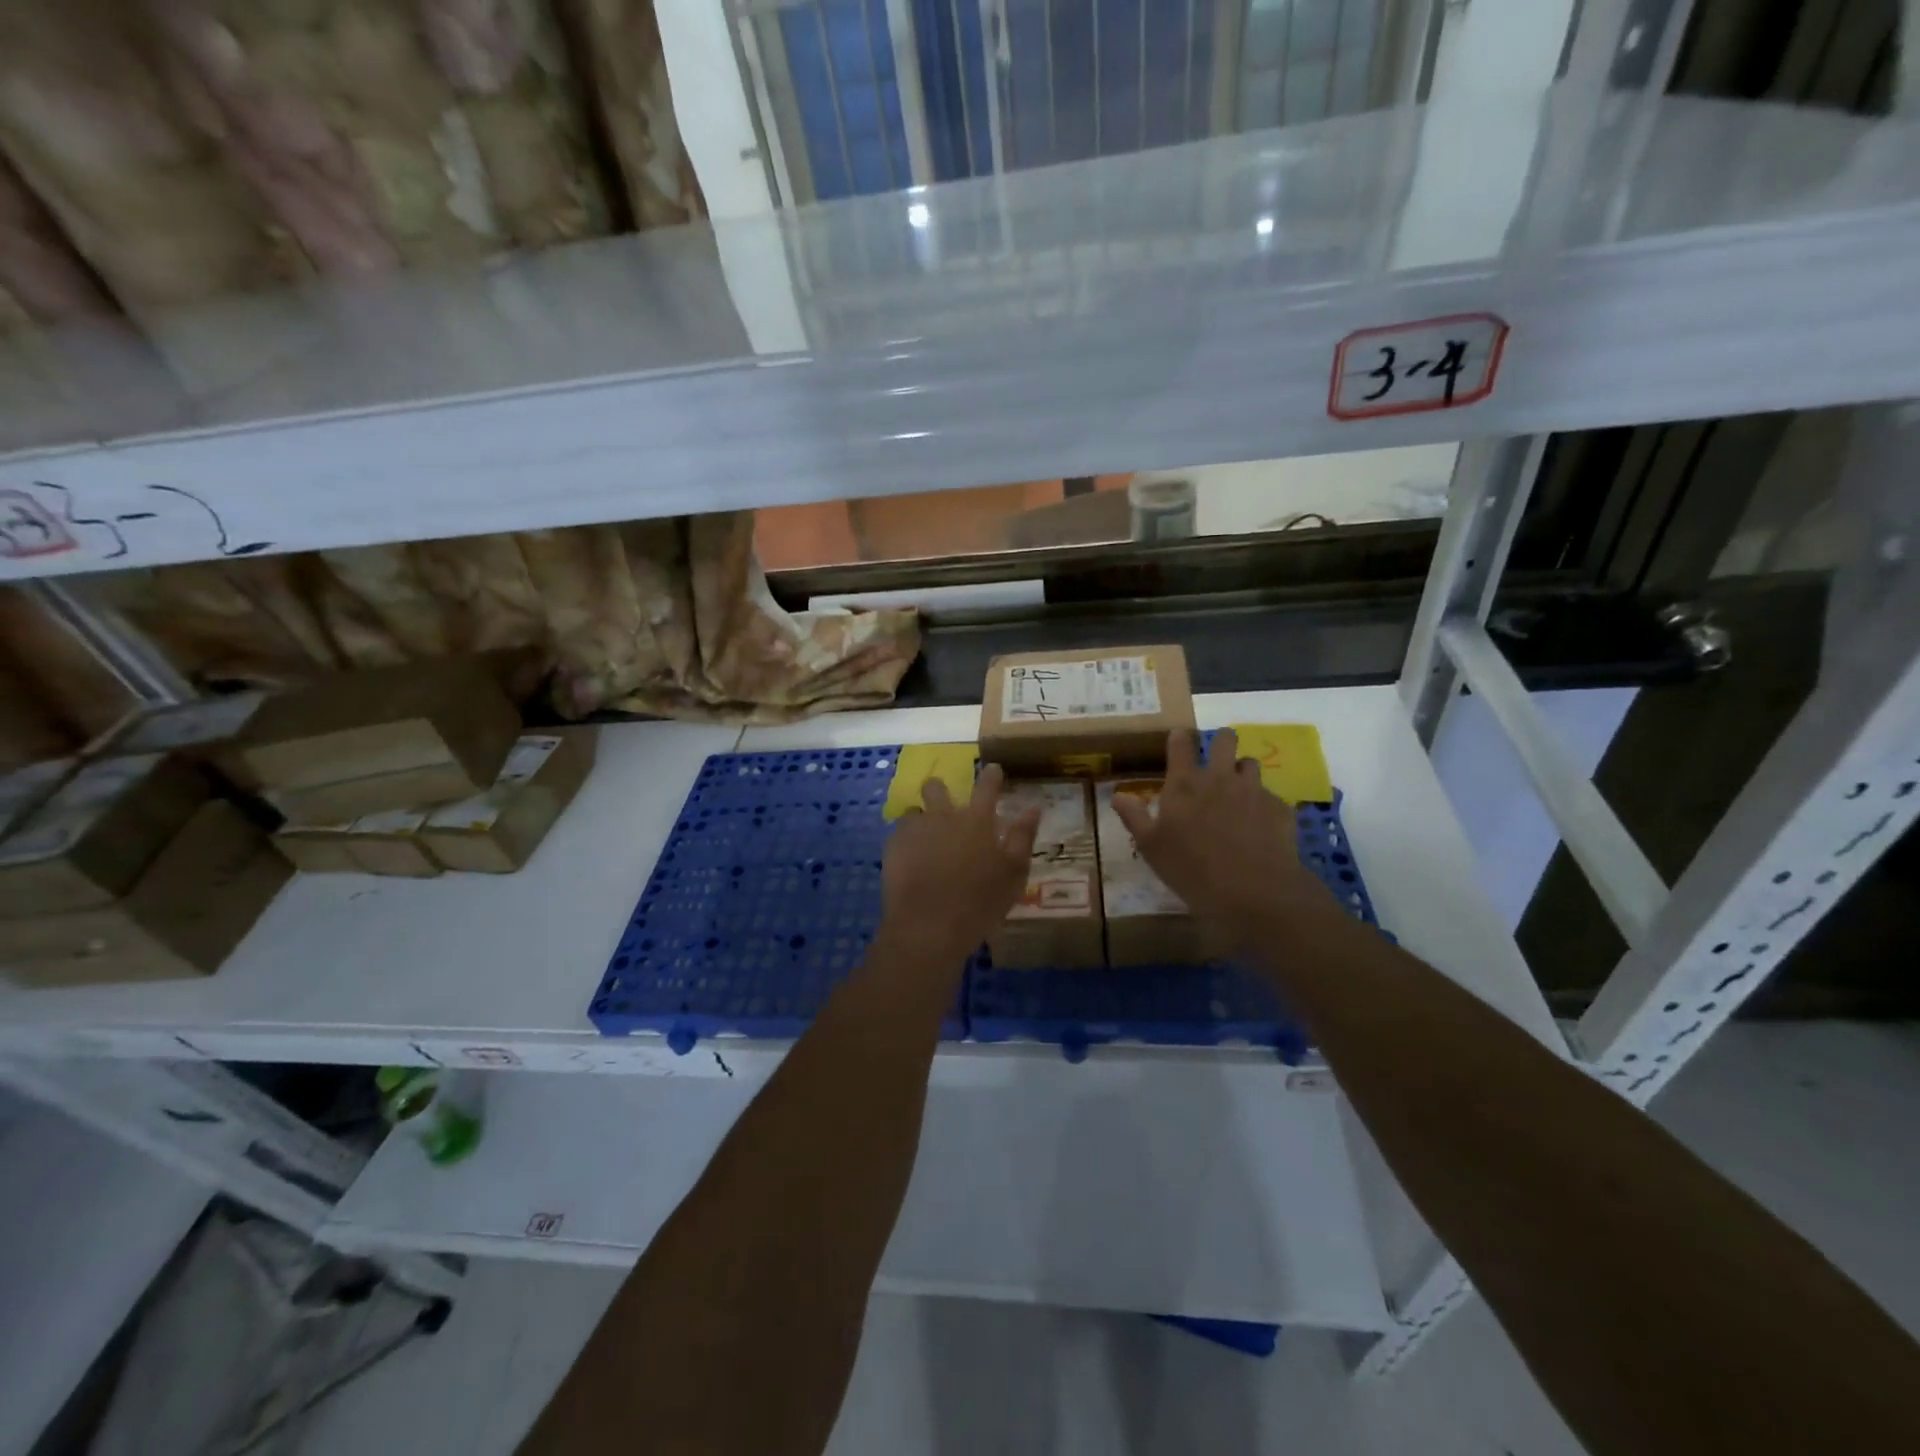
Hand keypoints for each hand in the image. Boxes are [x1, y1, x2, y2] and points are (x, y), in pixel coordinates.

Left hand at [882, 763, 1040, 954]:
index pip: (986, 787)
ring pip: (913, 811)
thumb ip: (1022, 837)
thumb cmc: (979, 903)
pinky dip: (906, 843)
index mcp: (976, 821)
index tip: (993, 768)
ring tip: (925, 840)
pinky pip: (898, 835)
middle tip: (945, 804)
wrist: (928, 926)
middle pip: (936, 788)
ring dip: (921, 819)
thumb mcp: (1013, 873)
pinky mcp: (892, 848)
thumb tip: (1033, 808)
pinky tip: (911, 861)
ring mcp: (914, 831)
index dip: (991, 776)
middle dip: (940, 790)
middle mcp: (943, 817)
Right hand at [1110, 728, 1330, 933]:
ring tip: (1238, 791)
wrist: (1253, 891)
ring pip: (1250, 763)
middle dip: (1220, 741)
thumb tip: (1118, 796)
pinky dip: (1262, 803)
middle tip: (1215, 758)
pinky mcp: (1279, 807)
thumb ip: (1135, 817)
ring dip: (1242, 771)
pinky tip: (1259, 825)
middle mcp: (1220, 777)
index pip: (1180, 743)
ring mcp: (1253, 790)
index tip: (1178, 740)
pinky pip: (1269, 795)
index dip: (1179, 738)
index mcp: (1185, 784)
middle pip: (1224, 739)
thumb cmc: (1192, 869)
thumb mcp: (1152, 848)